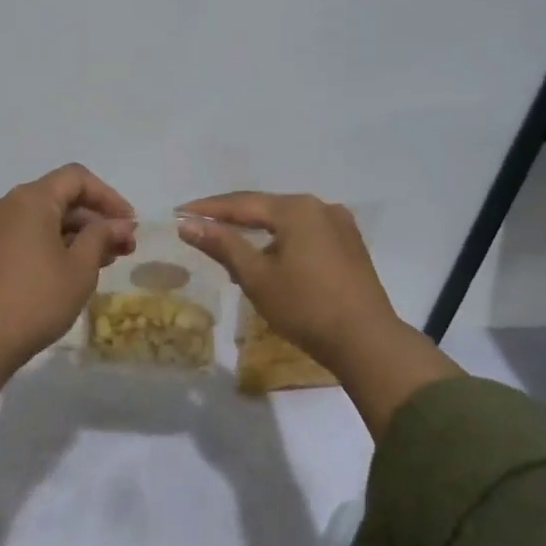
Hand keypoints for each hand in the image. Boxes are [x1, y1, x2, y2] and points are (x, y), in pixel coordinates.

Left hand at [0, 163, 135, 367]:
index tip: (129, 224)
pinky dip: (56, 243)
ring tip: (107, 260)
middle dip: (96, 219)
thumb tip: (120, 224)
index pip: (76, 178)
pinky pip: (29, 234)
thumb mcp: (81, 267)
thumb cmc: (38, 298)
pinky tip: (77, 267)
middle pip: (60, 197)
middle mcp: (8, 204)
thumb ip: (103, 236)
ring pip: (46, 218)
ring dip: (78, 233)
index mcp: (30, 198)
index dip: (109, 197)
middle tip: (125, 247)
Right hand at [177, 192, 401, 372]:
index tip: (179, 213)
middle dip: (232, 219)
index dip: (208, 209)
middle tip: (200, 226)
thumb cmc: (305, 307)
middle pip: (265, 208)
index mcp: (296, 209)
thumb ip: (223, 245)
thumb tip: (188, 224)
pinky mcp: (350, 246)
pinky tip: (269, 258)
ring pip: (286, 222)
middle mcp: (320, 207)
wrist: (366, 341)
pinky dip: (281, 241)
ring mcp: (340, 225)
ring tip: (230, 247)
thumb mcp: (256, 276)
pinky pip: (305, 234)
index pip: (242, 203)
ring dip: (257, 232)